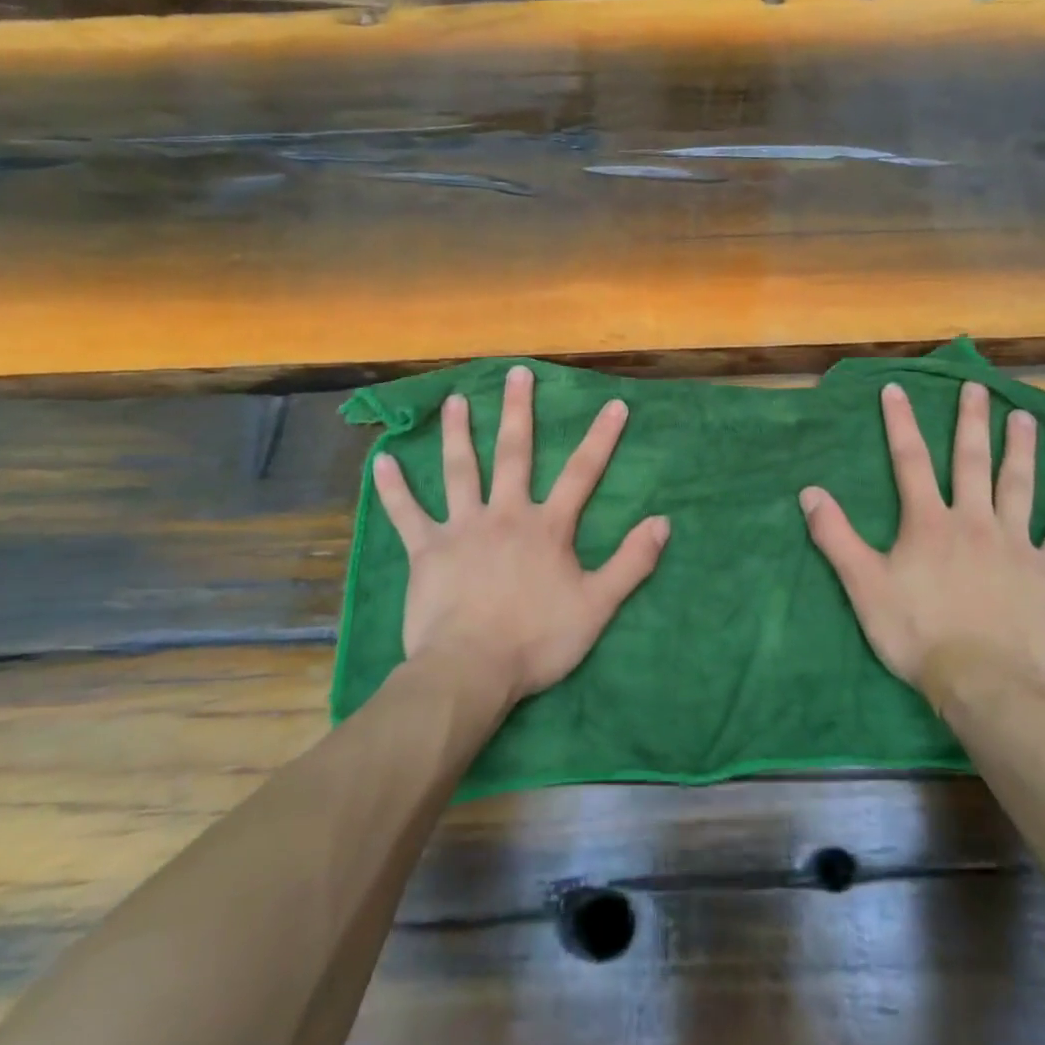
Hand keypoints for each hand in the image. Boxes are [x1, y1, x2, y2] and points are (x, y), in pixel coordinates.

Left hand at [371, 365, 669, 706]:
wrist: (471, 670)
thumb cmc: (537, 640)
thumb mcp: (597, 606)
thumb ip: (631, 562)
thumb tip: (663, 522)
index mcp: (547, 527)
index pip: (581, 473)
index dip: (600, 438)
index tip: (614, 404)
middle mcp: (505, 514)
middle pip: (514, 453)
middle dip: (518, 411)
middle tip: (516, 373)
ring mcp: (463, 528)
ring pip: (460, 470)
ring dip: (458, 433)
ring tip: (455, 400)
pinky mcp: (427, 550)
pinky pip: (407, 513)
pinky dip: (394, 488)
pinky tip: (381, 460)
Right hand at [799, 381, 1044, 692]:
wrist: (983, 681)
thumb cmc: (917, 633)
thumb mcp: (863, 586)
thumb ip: (836, 536)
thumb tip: (809, 492)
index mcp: (929, 522)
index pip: (910, 461)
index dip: (901, 423)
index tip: (897, 389)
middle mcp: (974, 521)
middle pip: (972, 461)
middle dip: (972, 422)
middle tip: (979, 388)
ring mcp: (1016, 545)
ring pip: (1019, 486)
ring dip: (1021, 450)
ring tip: (1025, 418)